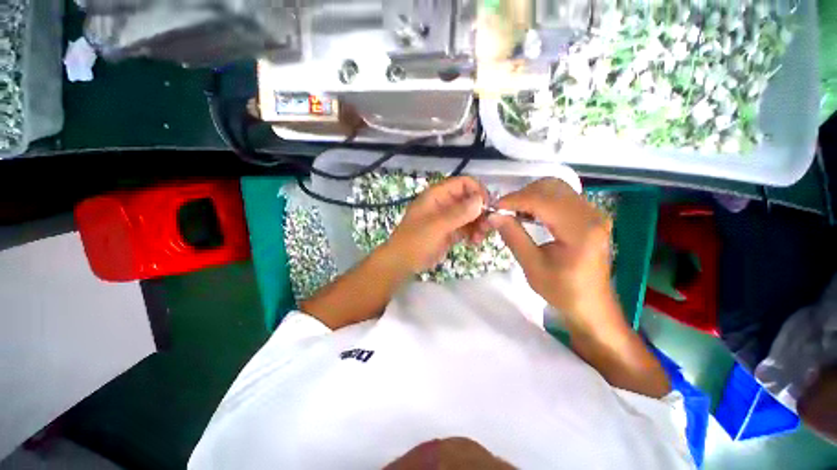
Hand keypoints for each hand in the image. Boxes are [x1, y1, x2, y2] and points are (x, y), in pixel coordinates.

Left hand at [386, 176, 487, 273]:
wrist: (402, 263)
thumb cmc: (415, 241)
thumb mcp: (436, 226)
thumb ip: (458, 213)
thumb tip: (480, 200)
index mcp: (437, 195)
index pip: (463, 183)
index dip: (478, 191)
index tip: (488, 207)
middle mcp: (444, 203)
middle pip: (469, 199)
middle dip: (480, 211)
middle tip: (487, 227)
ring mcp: (447, 218)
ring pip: (470, 215)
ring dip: (478, 224)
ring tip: (480, 238)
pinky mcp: (450, 231)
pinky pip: (467, 228)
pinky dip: (473, 233)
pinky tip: (474, 242)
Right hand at [483, 178, 615, 331]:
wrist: (592, 306)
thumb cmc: (563, 291)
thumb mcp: (532, 267)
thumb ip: (513, 237)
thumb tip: (493, 216)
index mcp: (580, 230)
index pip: (542, 200)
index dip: (514, 200)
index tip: (494, 208)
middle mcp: (591, 214)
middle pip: (551, 187)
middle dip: (522, 194)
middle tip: (503, 211)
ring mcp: (593, 213)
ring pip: (556, 188)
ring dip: (530, 195)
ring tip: (513, 212)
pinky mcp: (589, 215)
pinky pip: (561, 196)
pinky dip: (540, 199)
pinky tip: (529, 213)